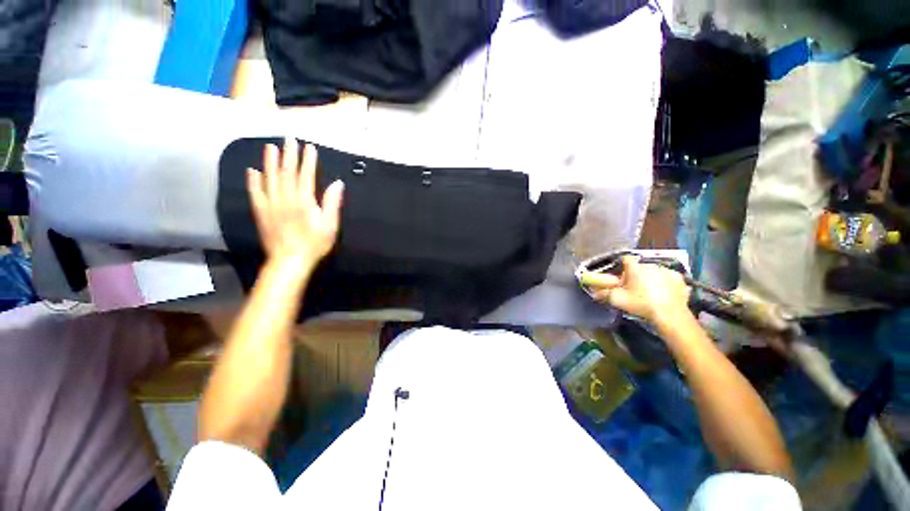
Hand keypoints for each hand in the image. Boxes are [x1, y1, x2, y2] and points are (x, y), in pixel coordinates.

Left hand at [247, 138, 343, 268]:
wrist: (290, 261)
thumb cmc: (314, 244)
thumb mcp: (330, 226)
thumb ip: (332, 203)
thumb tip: (337, 184)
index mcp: (304, 201)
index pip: (306, 176)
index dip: (308, 160)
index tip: (309, 147)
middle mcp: (285, 199)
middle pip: (286, 173)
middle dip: (289, 155)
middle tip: (289, 139)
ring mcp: (270, 205)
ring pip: (269, 179)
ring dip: (270, 162)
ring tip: (270, 147)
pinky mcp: (261, 213)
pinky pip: (255, 193)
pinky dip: (253, 181)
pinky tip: (252, 170)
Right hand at [588, 256, 690, 325]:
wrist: (670, 315)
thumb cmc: (641, 303)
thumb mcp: (618, 300)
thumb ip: (604, 293)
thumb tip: (592, 292)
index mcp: (635, 267)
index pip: (625, 258)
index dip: (621, 266)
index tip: (619, 276)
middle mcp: (651, 264)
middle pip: (639, 266)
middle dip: (635, 274)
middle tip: (633, 287)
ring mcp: (667, 270)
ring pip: (654, 271)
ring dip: (650, 278)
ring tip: (649, 292)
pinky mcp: (680, 279)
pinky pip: (668, 278)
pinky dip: (664, 283)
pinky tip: (663, 293)